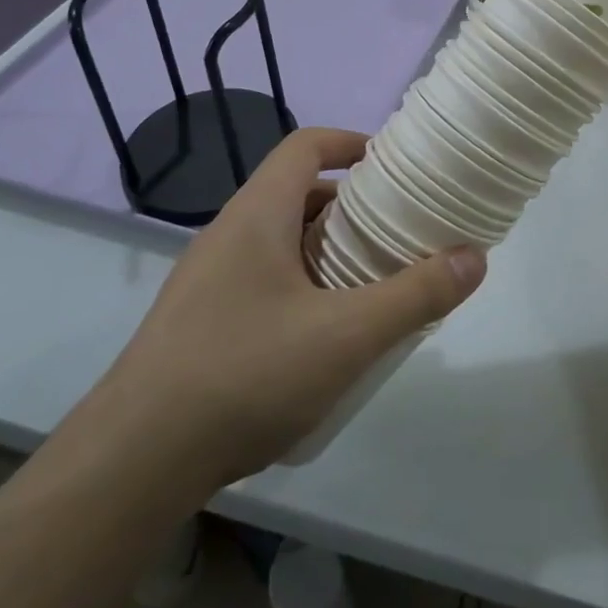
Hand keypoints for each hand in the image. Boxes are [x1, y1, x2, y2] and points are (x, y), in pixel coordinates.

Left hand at [94, 128, 484, 488]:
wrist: (132, 463)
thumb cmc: (245, 375)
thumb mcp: (346, 336)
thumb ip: (415, 295)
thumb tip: (475, 257)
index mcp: (257, 215)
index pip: (306, 146)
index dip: (353, 143)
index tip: (396, 167)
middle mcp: (228, 235)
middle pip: (297, 193)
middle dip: (352, 206)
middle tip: (398, 232)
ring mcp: (207, 280)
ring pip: (280, 241)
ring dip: (328, 249)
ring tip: (371, 283)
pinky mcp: (199, 322)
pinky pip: (262, 280)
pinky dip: (303, 285)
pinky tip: (324, 336)